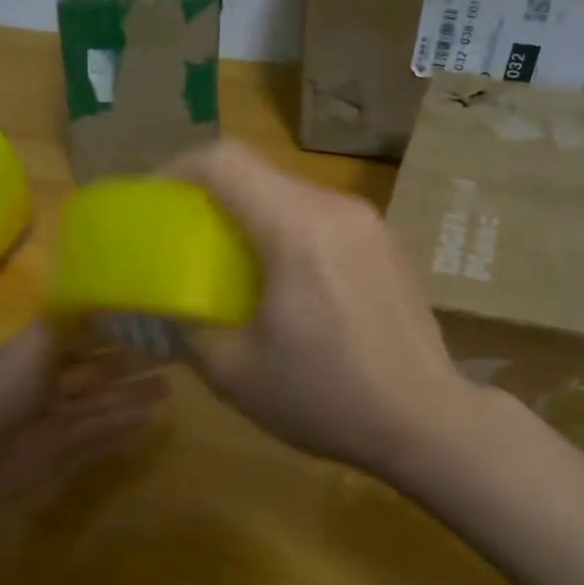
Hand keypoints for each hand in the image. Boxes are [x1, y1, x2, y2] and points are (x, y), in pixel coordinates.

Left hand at [0, 323, 167, 539]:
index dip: (113, 330)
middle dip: (130, 364)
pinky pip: (97, 438)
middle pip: (97, 372)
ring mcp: (54, 422)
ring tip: (169, 389)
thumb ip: (63, 326)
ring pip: (102, 405)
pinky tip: (149, 422)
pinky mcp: (59, 454)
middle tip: (173, 356)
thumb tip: (93, 295)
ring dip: (132, 397)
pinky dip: (121, 430)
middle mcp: (47, 385)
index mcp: (36, 355)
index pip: (82, 337)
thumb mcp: (28, 350)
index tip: (149, 319)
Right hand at [165, 142, 476, 478]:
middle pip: (260, 174)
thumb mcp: (237, 375)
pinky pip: (324, 220)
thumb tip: (173, 311)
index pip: (225, 162)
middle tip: (188, 238)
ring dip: (254, 216)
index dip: (178, 170)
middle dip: (213, 196)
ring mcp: (370, 224)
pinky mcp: (387, 245)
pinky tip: (289, 283)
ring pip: (293, 196)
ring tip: (235, 264)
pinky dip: (291, 233)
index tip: (156, 201)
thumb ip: (191, 331)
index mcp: (296, 229)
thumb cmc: (328, 398)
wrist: (428, 422)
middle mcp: (337, 210)